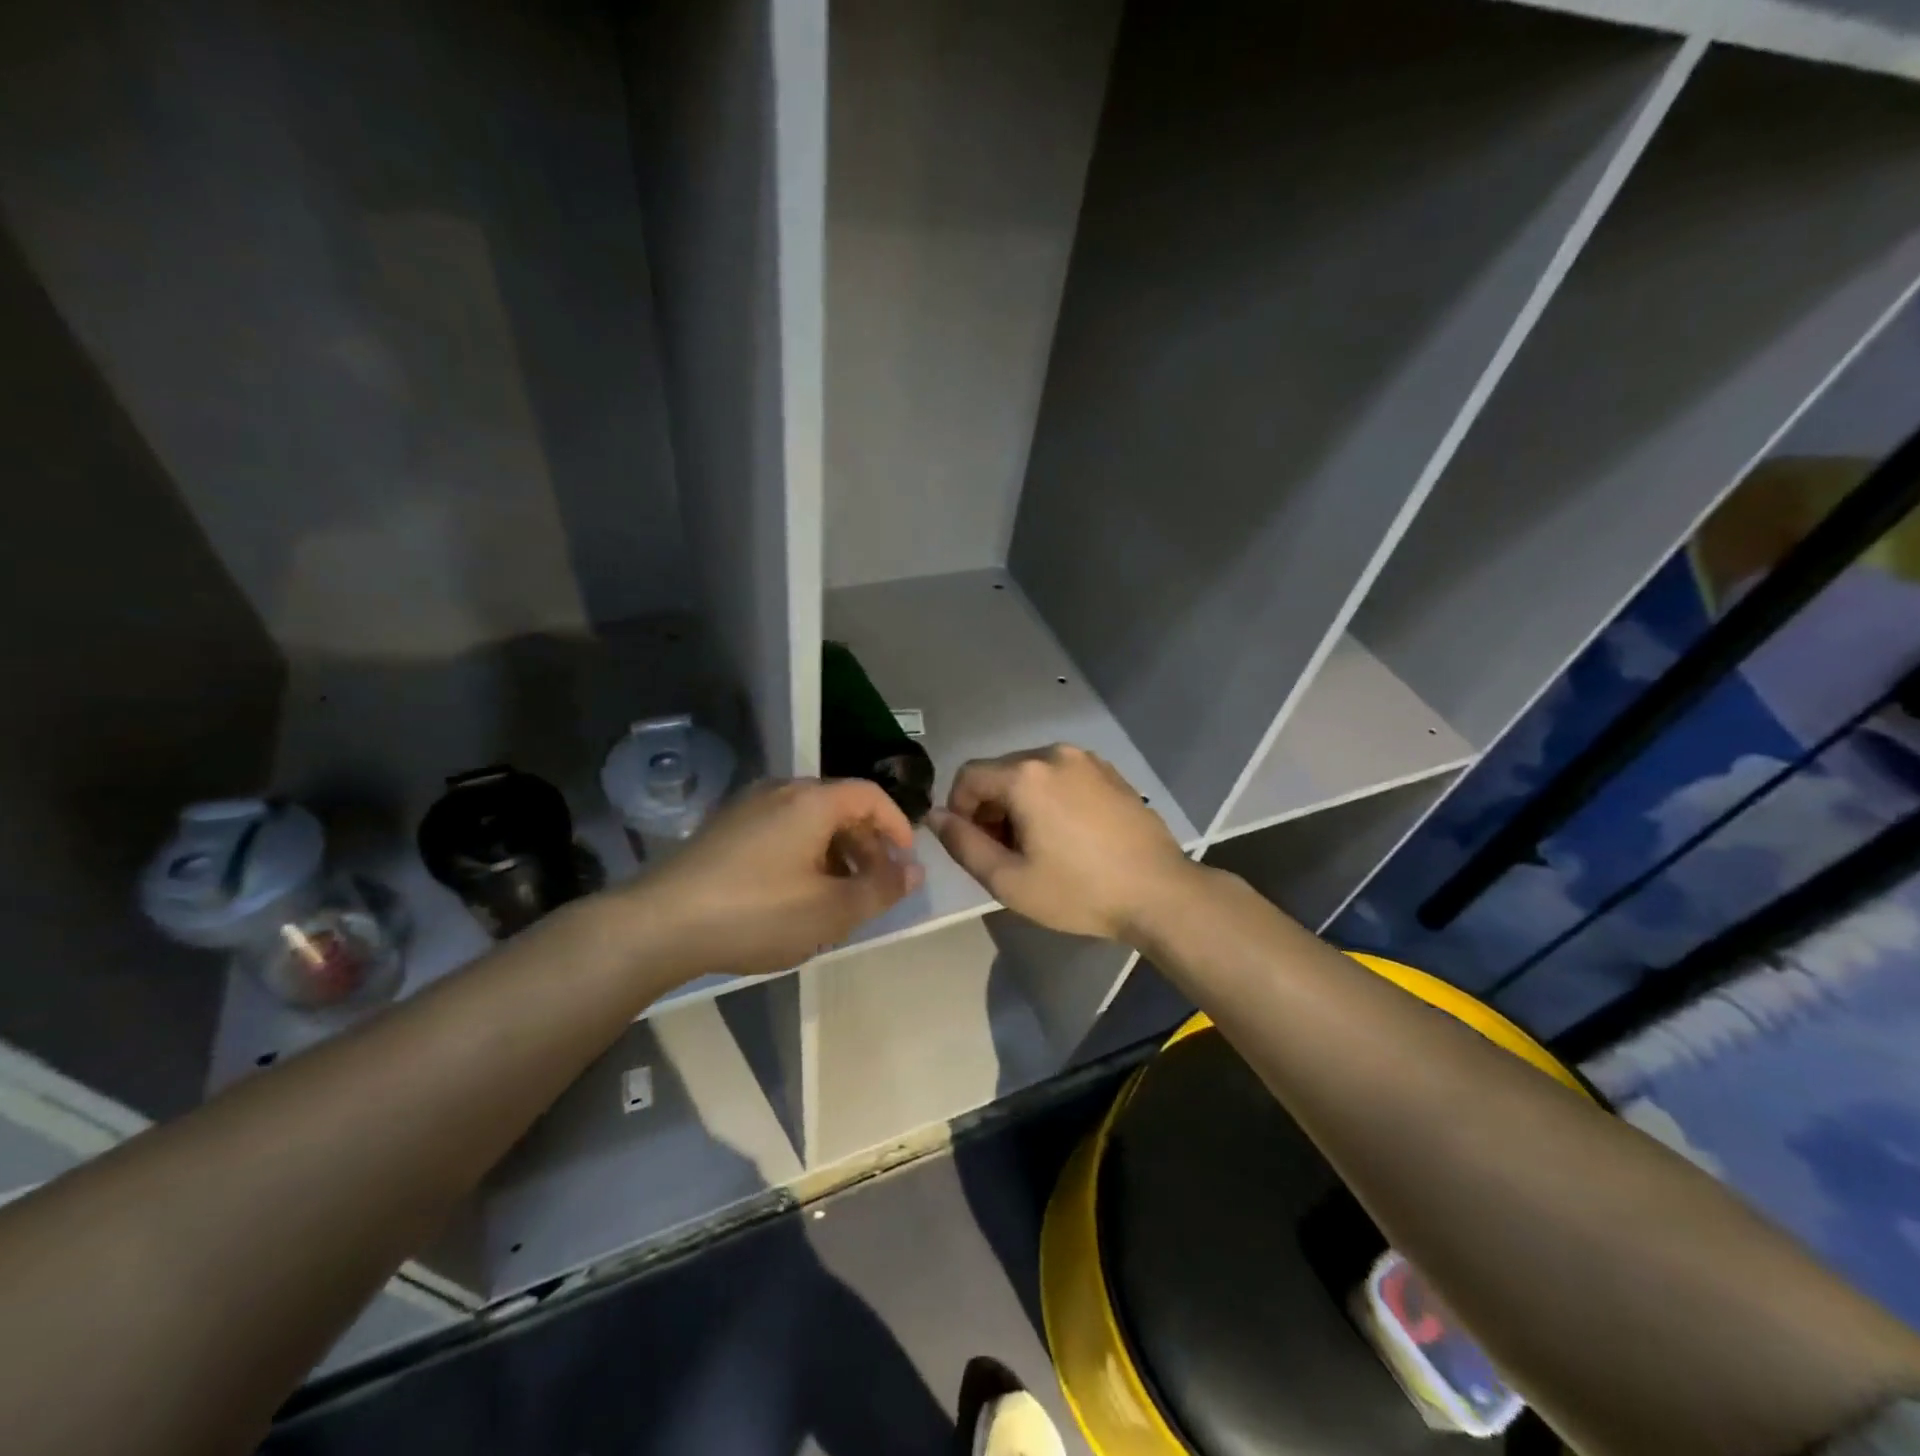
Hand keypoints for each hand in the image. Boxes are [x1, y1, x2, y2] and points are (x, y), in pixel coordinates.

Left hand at [625, 778, 922, 978]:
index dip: (897, 825)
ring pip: (809, 820)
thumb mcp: (831, 910)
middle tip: (874, 885)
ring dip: (835, 851)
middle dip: (867, 844)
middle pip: (840, 806)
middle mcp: (781, 791)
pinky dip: (804, 853)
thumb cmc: (757, 912)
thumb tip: (914, 870)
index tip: (905, 862)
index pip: (871, 795)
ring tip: (837, 895)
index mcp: (812, 801)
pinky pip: (781, 829)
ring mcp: (747, 806)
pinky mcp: (724, 828)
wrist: (660, 924)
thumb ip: (881, 888)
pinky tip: (794, 893)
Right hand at [928, 744, 1200, 942]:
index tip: (974, 845)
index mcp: (1025, 775)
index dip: (958, 809)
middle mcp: (1054, 754)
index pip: (968, 776)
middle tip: (1004, 852)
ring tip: (1037, 845)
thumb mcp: (1009, 880)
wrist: (1159, 892)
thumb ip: (962, 844)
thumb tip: (935, 817)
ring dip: (1020, 802)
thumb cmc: (1078, 891)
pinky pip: (1063, 776)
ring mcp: (1087, 760)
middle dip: (990, 807)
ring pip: (1032, 773)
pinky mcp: (1111, 772)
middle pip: (1001, 772)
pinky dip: (1051, 797)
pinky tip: (1069, 834)